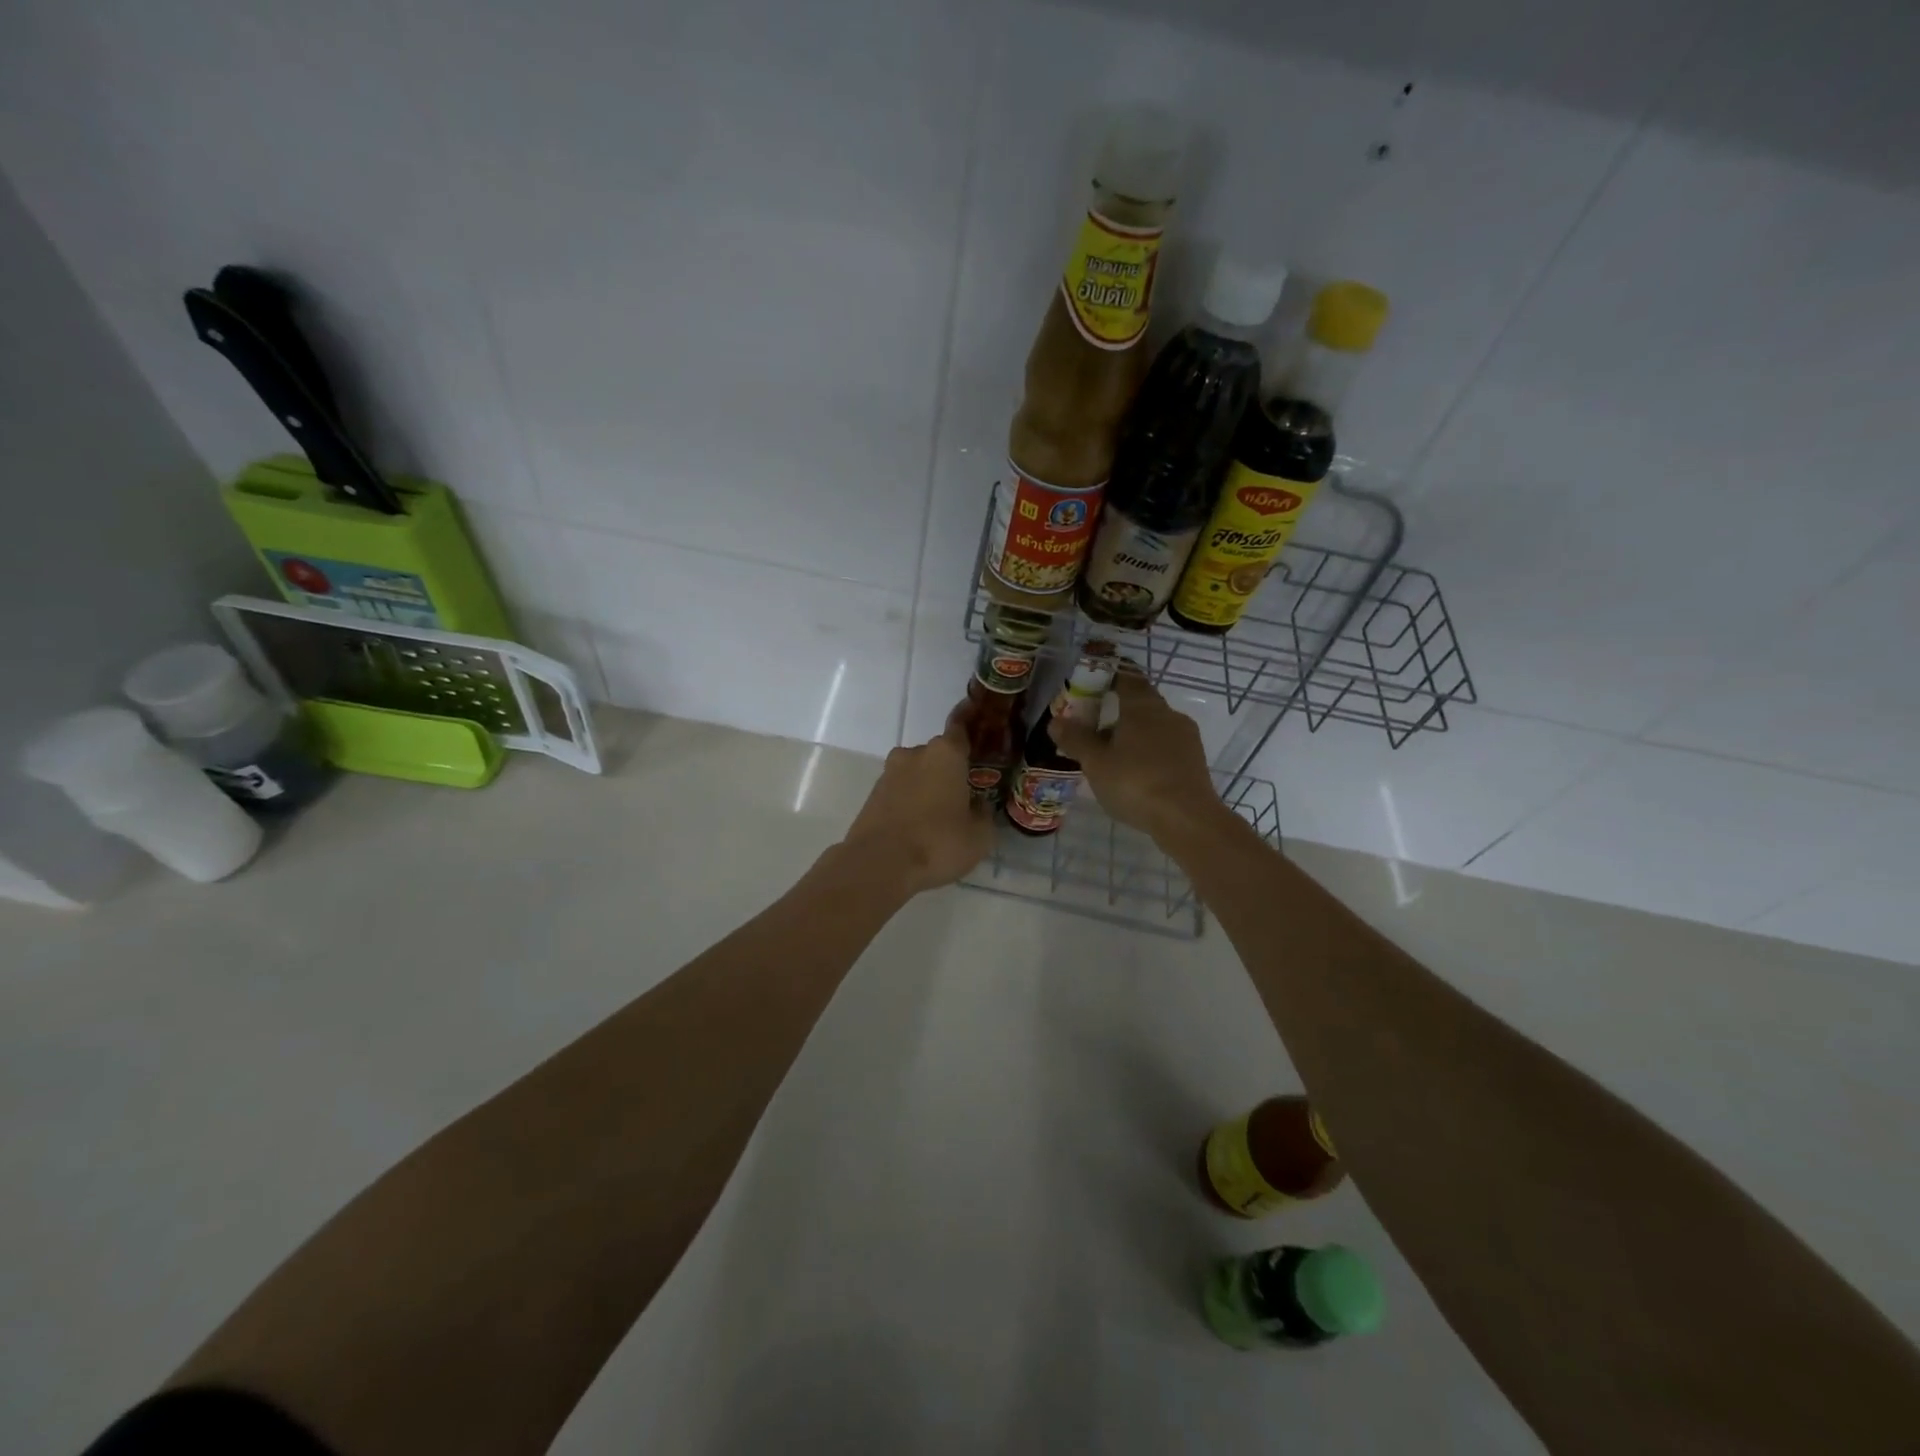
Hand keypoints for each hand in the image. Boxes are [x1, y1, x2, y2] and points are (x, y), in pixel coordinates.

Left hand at [838, 711, 992, 896]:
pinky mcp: (872, 796)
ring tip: (941, 816)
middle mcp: (915, 755)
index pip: (960, 727)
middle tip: (964, 793)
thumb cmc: (938, 843)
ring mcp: (889, 774)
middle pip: (938, 754)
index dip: (968, 721)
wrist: (879, 864)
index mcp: (945, 754)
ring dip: (928, 787)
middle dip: (949, 769)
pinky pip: (900, 793)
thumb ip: (982, 814)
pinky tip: (919, 828)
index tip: (974, 715)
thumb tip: (976, 806)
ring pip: (916, 774)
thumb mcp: (979, 835)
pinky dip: (910, 803)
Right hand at [1049, 665, 1222, 844]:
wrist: (1187, 820)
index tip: (1093, 680)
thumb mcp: (1096, 762)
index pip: (1127, 676)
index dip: (1110, 674)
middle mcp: (1168, 714)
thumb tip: (1056, 721)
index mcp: (1143, 706)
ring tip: (1108, 756)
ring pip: (1153, 726)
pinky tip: (1133, 774)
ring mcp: (1185, 738)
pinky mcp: (1194, 761)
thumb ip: (1076, 739)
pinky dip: (1146, 752)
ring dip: (1131, 734)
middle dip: (1116, 710)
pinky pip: (1164, 747)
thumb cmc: (1136, 782)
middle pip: (1140, 703)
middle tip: (1091, 726)